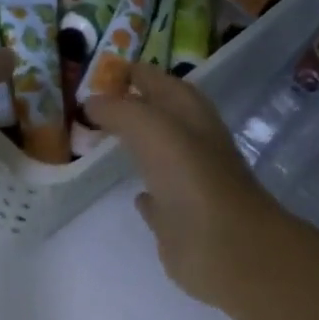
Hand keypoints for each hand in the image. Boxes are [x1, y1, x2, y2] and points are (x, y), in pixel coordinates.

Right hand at [86, 62, 282, 307]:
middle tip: (98, 105)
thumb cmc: (193, 182)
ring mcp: (187, 188)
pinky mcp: (178, 225)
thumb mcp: (155, 130)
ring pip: (159, 160)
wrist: (226, 249)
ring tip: (106, 142)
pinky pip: (159, 204)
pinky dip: (147, 196)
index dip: (137, 74)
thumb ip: (122, 112)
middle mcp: (193, 149)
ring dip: (139, 149)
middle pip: (162, 120)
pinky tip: (135, 195)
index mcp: (193, 119)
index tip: (105, 70)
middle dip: (135, 108)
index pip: (163, 84)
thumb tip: (92, 103)